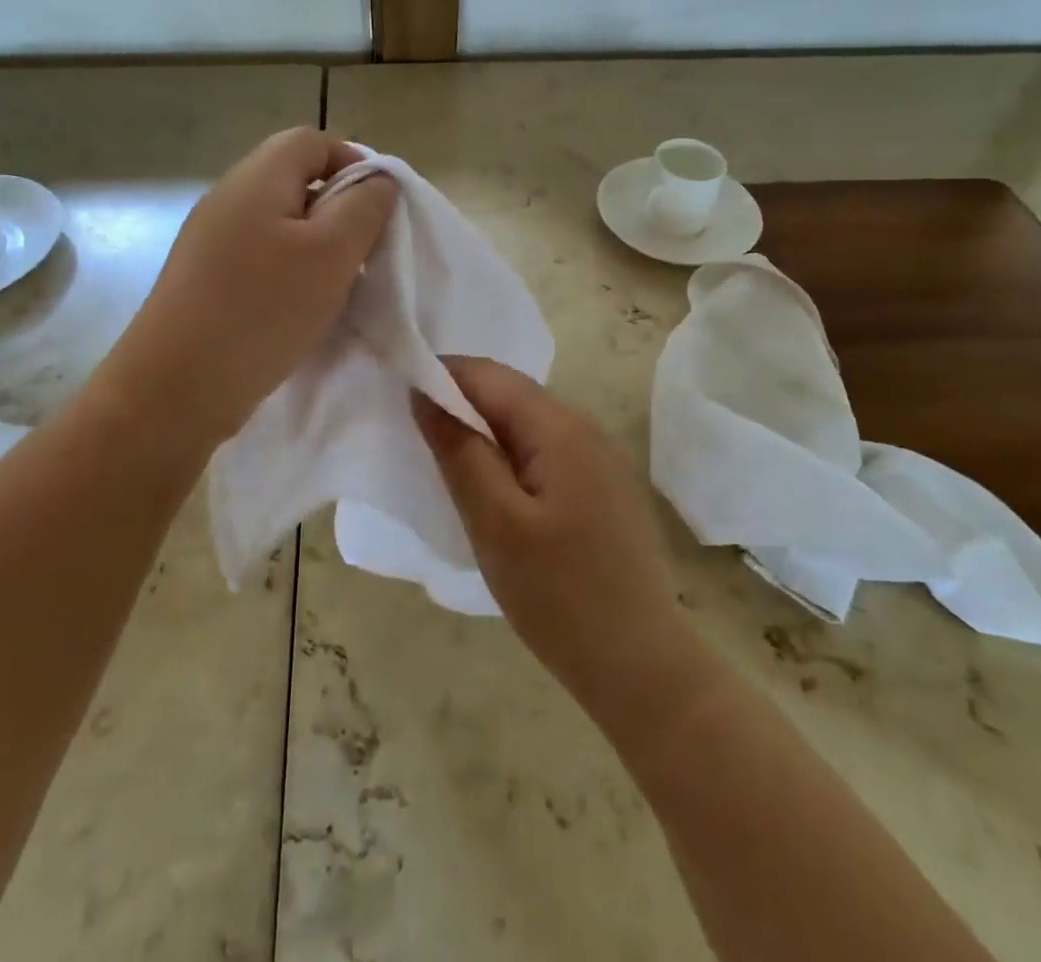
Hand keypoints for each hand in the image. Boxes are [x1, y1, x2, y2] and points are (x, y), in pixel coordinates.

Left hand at [114, 127, 396, 445]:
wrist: (176, 388)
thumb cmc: (263, 310)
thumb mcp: (332, 253)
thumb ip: (365, 207)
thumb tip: (378, 181)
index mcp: (256, 178)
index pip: (313, 140)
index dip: (354, 163)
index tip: (380, 210)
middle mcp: (228, 197)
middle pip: (297, 179)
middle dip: (340, 209)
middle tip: (363, 252)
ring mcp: (211, 239)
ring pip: (282, 222)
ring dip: (318, 245)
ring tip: (337, 285)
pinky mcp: (206, 277)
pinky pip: (261, 256)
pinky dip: (291, 271)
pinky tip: (302, 308)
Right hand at [413, 357, 706, 733]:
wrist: (641, 665)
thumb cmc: (559, 594)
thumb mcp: (495, 523)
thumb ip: (460, 451)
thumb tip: (426, 394)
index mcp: (559, 426)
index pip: (488, 375)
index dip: (441, 376)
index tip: (399, 397)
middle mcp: (584, 427)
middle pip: (510, 393)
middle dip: (459, 402)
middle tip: (414, 433)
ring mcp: (599, 458)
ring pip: (527, 422)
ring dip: (483, 430)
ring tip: (444, 459)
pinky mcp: (602, 487)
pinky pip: (545, 450)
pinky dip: (509, 455)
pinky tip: (491, 487)